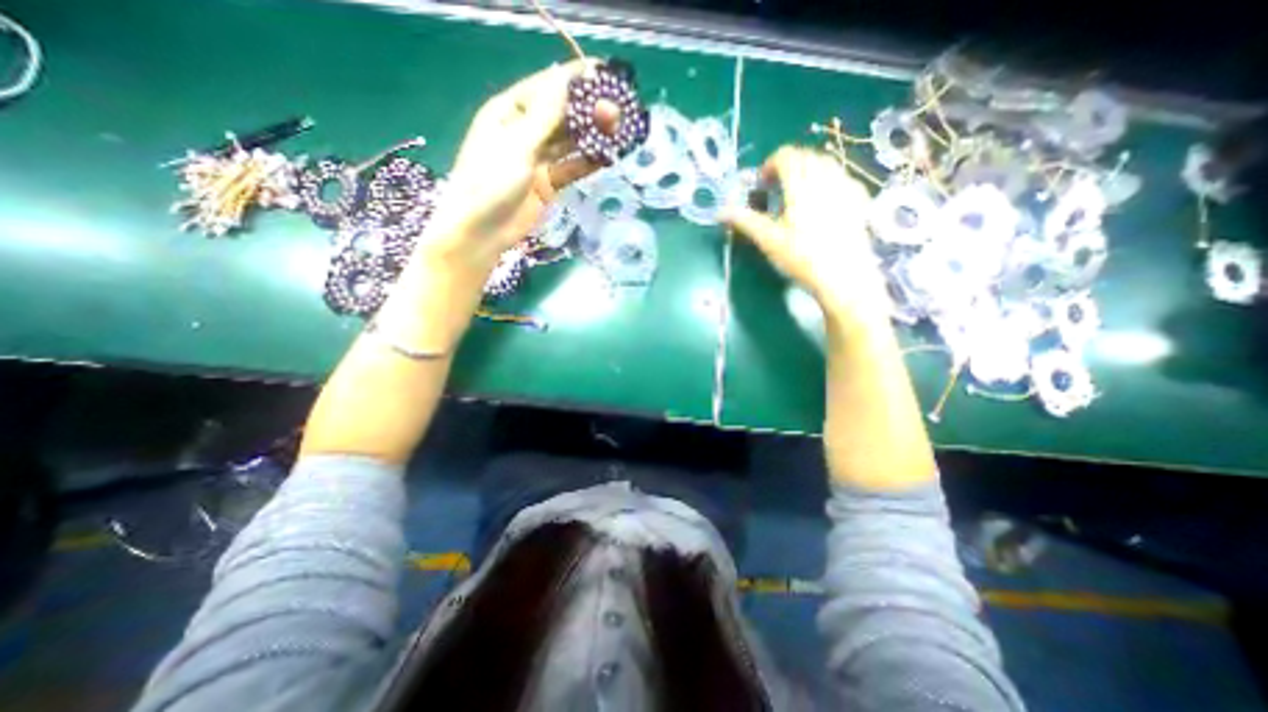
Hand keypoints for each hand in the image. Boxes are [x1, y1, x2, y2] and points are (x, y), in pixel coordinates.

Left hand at [419, 57, 602, 276]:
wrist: (482, 232)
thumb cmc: (489, 183)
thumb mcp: (517, 145)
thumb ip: (544, 115)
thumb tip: (564, 79)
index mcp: (509, 112)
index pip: (546, 87)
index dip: (574, 79)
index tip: (603, 74)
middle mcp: (525, 132)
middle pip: (561, 115)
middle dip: (587, 110)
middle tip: (616, 110)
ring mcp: (538, 159)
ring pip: (570, 142)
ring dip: (591, 136)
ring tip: (618, 130)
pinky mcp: (548, 183)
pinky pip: (572, 168)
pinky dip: (588, 162)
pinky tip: (607, 156)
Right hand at [722, 146, 890, 319]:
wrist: (844, 276)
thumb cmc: (802, 257)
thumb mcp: (769, 240)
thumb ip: (745, 221)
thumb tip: (720, 212)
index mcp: (801, 183)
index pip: (786, 156)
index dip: (770, 165)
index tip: (761, 185)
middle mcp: (826, 177)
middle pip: (806, 156)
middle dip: (788, 167)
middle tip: (776, 191)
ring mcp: (846, 186)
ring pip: (826, 164)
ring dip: (807, 171)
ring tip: (797, 196)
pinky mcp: (859, 199)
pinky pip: (841, 177)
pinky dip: (826, 181)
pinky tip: (822, 203)